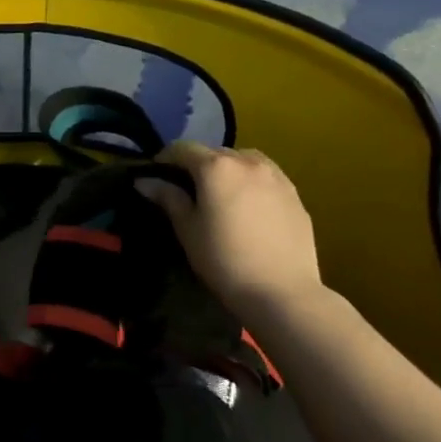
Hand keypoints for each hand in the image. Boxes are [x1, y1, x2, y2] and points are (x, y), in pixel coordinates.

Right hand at [139, 142, 323, 313]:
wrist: (283, 293)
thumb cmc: (225, 260)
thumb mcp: (188, 230)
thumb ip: (168, 198)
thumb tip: (144, 181)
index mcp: (217, 167)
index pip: (183, 148)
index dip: (165, 158)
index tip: (156, 175)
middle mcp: (247, 162)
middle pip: (215, 152)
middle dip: (198, 164)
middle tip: (188, 189)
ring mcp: (276, 177)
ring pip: (244, 160)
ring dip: (228, 169)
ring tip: (222, 194)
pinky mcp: (295, 195)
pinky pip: (266, 178)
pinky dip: (252, 183)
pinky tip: (250, 207)